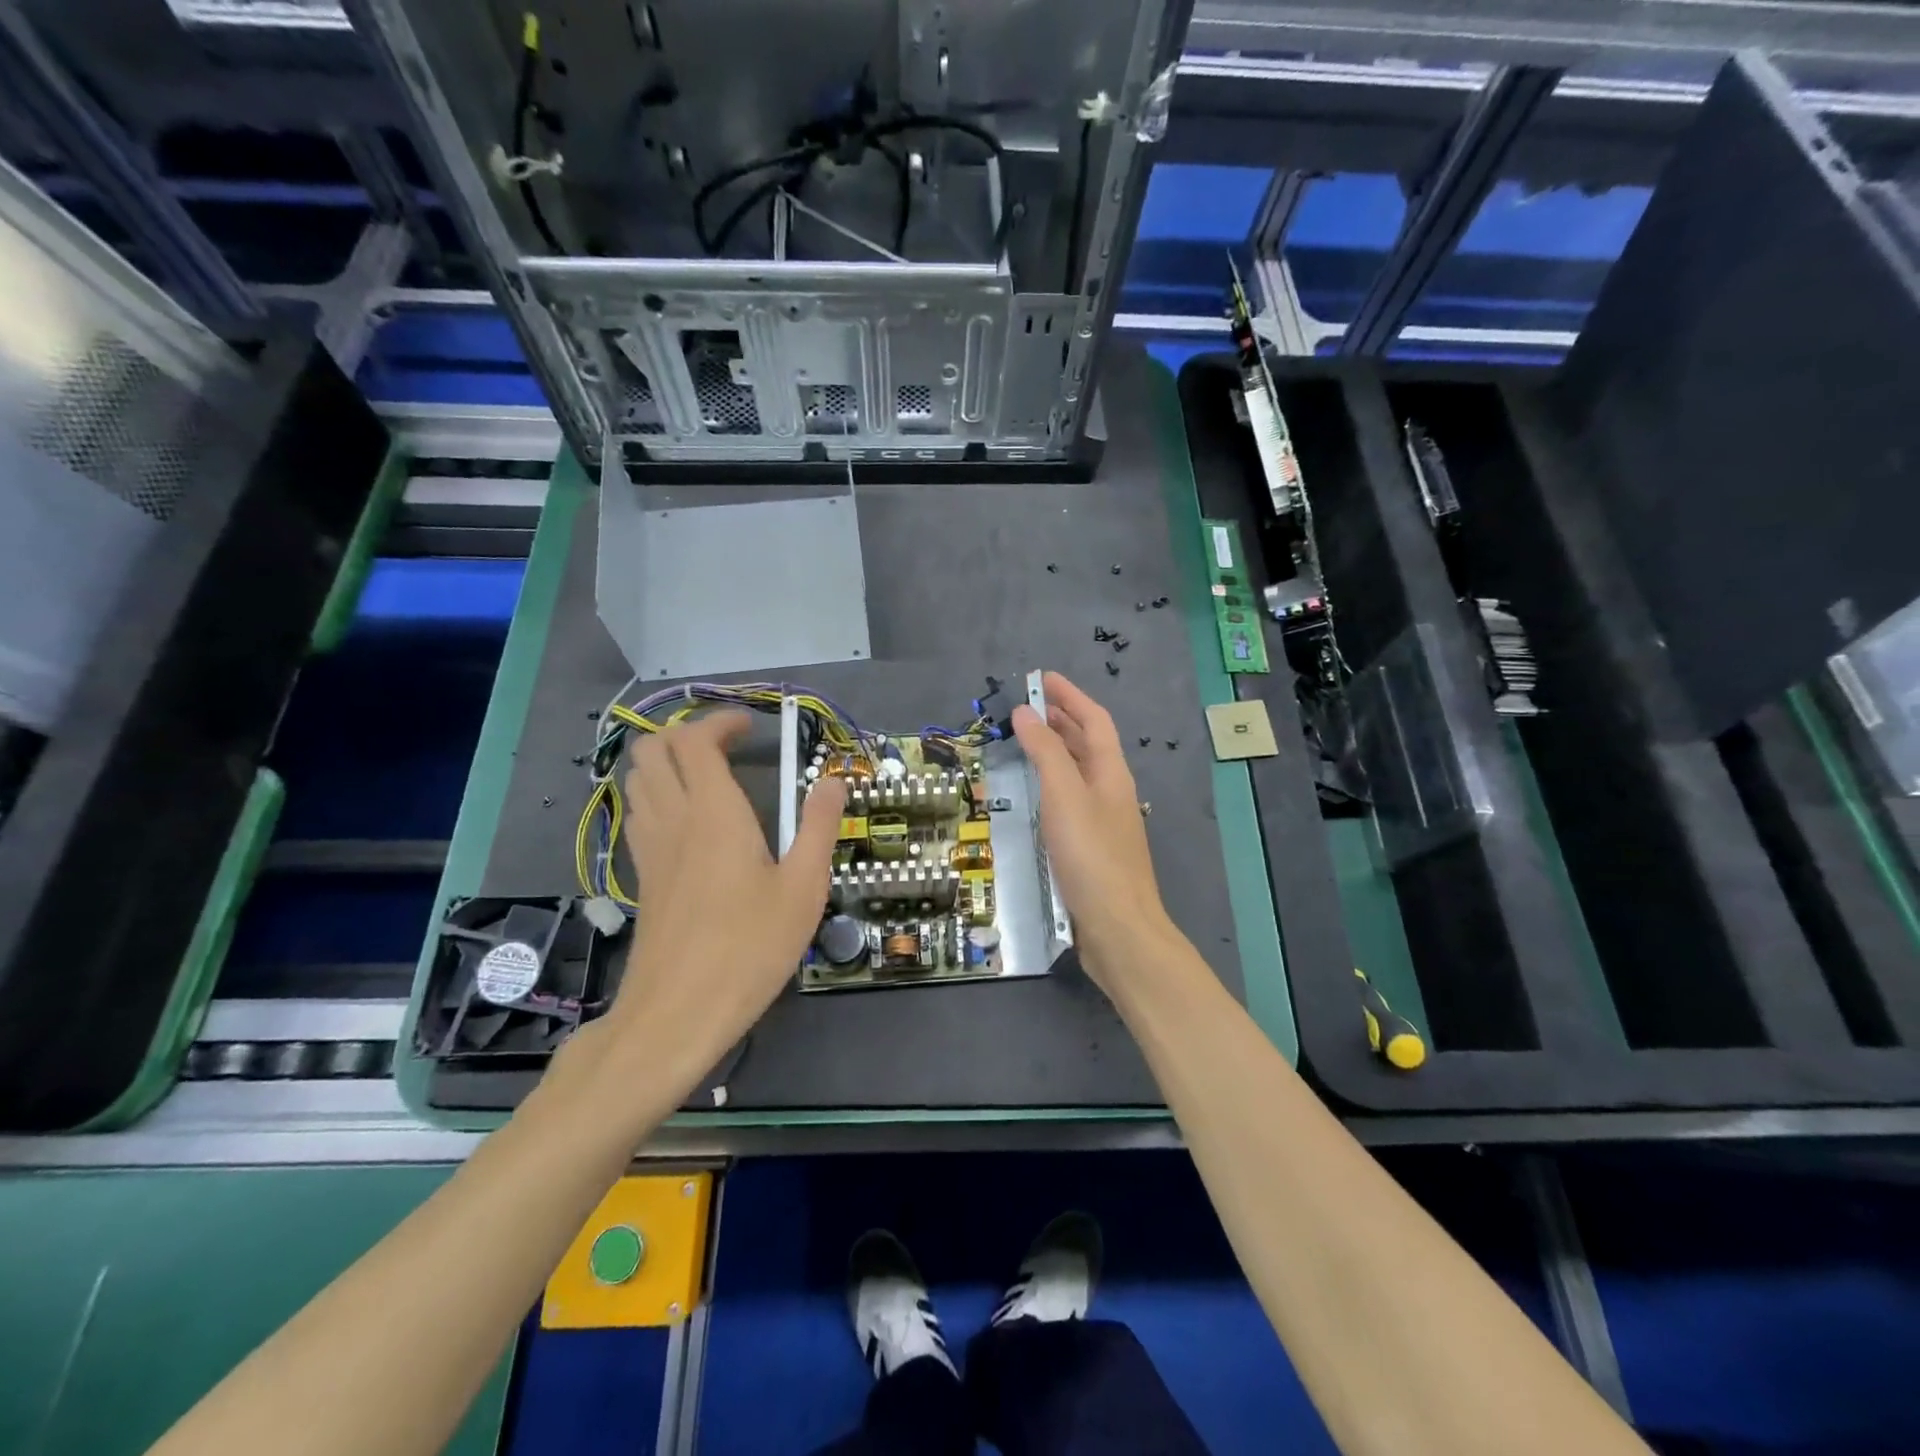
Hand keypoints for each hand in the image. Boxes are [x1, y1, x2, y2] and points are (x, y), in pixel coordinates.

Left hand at [598, 710, 846, 1087]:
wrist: (677, 1014)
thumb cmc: (749, 948)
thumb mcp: (803, 888)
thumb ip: (817, 826)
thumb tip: (832, 779)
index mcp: (713, 813)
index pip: (694, 741)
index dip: (719, 722)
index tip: (751, 730)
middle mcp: (673, 819)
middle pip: (652, 750)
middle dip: (686, 734)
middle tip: (729, 748)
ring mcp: (650, 848)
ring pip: (637, 779)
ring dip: (668, 763)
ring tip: (711, 778)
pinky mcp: (642, 876)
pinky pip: (639, 813)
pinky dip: (658, 795)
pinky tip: (692, 822)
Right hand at [1011, 672, 1171, 990]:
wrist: (1118, 928)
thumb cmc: (1091, 856)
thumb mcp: (1064, 796)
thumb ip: (1045, 751)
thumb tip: (1025, 712)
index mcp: (1111, 772)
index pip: (1094, 719)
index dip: (1070, 696)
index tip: (1041, 678)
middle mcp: (1111, 790)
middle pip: (1088, 743)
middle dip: (1061, 719)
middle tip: (1026, 707)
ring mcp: (1104, 820)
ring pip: (1079, 772)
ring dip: (1055, 750)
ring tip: (1025, 741)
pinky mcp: (1092, 846)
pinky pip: (1071, 799)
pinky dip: (1052, 783)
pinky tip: (1034, 795)